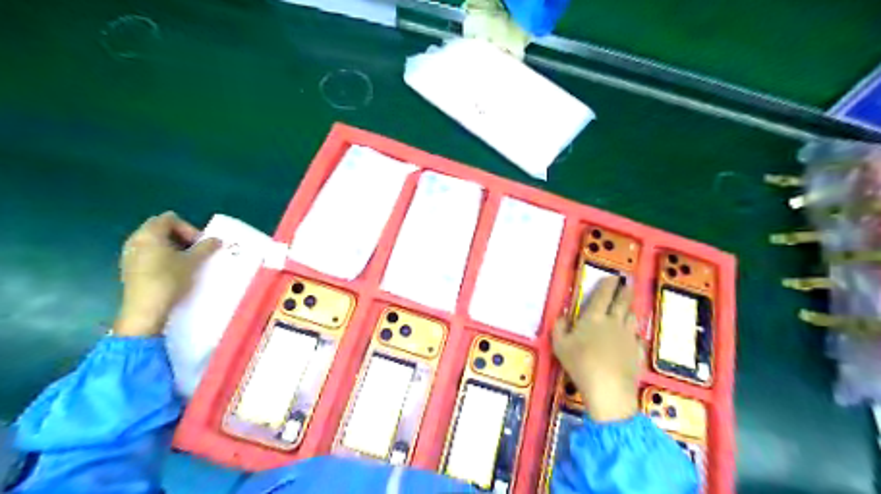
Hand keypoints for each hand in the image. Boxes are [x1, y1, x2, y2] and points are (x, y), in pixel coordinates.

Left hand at [113, 211, 218, 338]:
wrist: (145, 309)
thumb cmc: (169, 279)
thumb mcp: (193, 262)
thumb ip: (205, 247)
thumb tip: (216, 239)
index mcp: (149, 234)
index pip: (169, 218)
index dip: (187, 227)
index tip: (198, 243)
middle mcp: (135, 240)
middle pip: (159, 228)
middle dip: (180, 236)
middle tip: (194, 250)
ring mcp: (130, 254)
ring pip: (153, 241)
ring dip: (171, 247)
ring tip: (185, 261)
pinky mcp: (129, 268)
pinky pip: (147, 253)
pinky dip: (161, 256)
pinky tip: (172, 271)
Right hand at [553, 279, 645, 420]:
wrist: (608, 389)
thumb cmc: (580, 364)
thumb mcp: (559, 345)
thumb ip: (559, 327)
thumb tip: (563, 315)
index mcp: (594, 317)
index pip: (604, 294)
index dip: (609, 284)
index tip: (613, 277)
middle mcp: (614, 322)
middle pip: (623, 302)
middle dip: (625, 290)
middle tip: (628, 283)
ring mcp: (628, 337)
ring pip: (632, 317)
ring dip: (631, 309)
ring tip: (629, 306)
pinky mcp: (637, 352)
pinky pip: (638, 337)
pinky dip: (636, 333)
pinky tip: (633, 336)